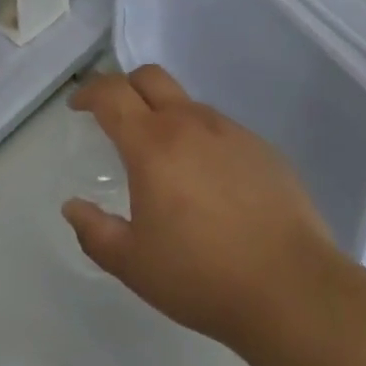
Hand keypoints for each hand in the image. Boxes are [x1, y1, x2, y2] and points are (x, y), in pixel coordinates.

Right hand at [62, 67, 341, 354]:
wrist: (292, 288)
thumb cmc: (202, 277)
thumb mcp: (134, 265)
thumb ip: (95, 232)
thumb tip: (72, 207)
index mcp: (153, 143)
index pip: (112, 94)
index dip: (89, 92)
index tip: (78, 106)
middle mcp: (190, 123)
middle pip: (150, 77)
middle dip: (125, 86)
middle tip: (115, 115)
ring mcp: (230, 131)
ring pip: (187, 103)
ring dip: (165, 115)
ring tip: (165, 160)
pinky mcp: (262, 147)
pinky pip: (220, 129)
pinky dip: (201, 140)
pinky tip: (209, 183)